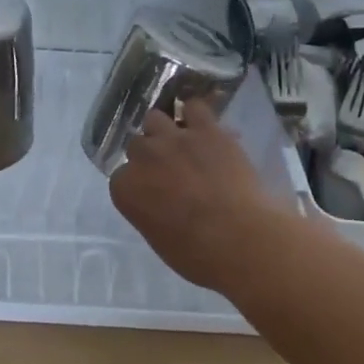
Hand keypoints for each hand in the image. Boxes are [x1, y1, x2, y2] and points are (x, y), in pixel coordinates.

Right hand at [108, 101, 293, 291]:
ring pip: (155, 118)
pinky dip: (197, 115)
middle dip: (150, 156)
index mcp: (126, 189)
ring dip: (165, 130)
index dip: (138, 183)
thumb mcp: (161, 239)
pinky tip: (204, 126)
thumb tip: (160, 202)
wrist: (242, 240)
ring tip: (182, 143)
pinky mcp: (205, 129)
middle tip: (169, 171)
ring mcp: (173, 139)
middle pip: (137, 145)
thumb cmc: (200, 256)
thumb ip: (150, 211)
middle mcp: (143, 157)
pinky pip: (194, 106)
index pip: (121, 176)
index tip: (153, 193)